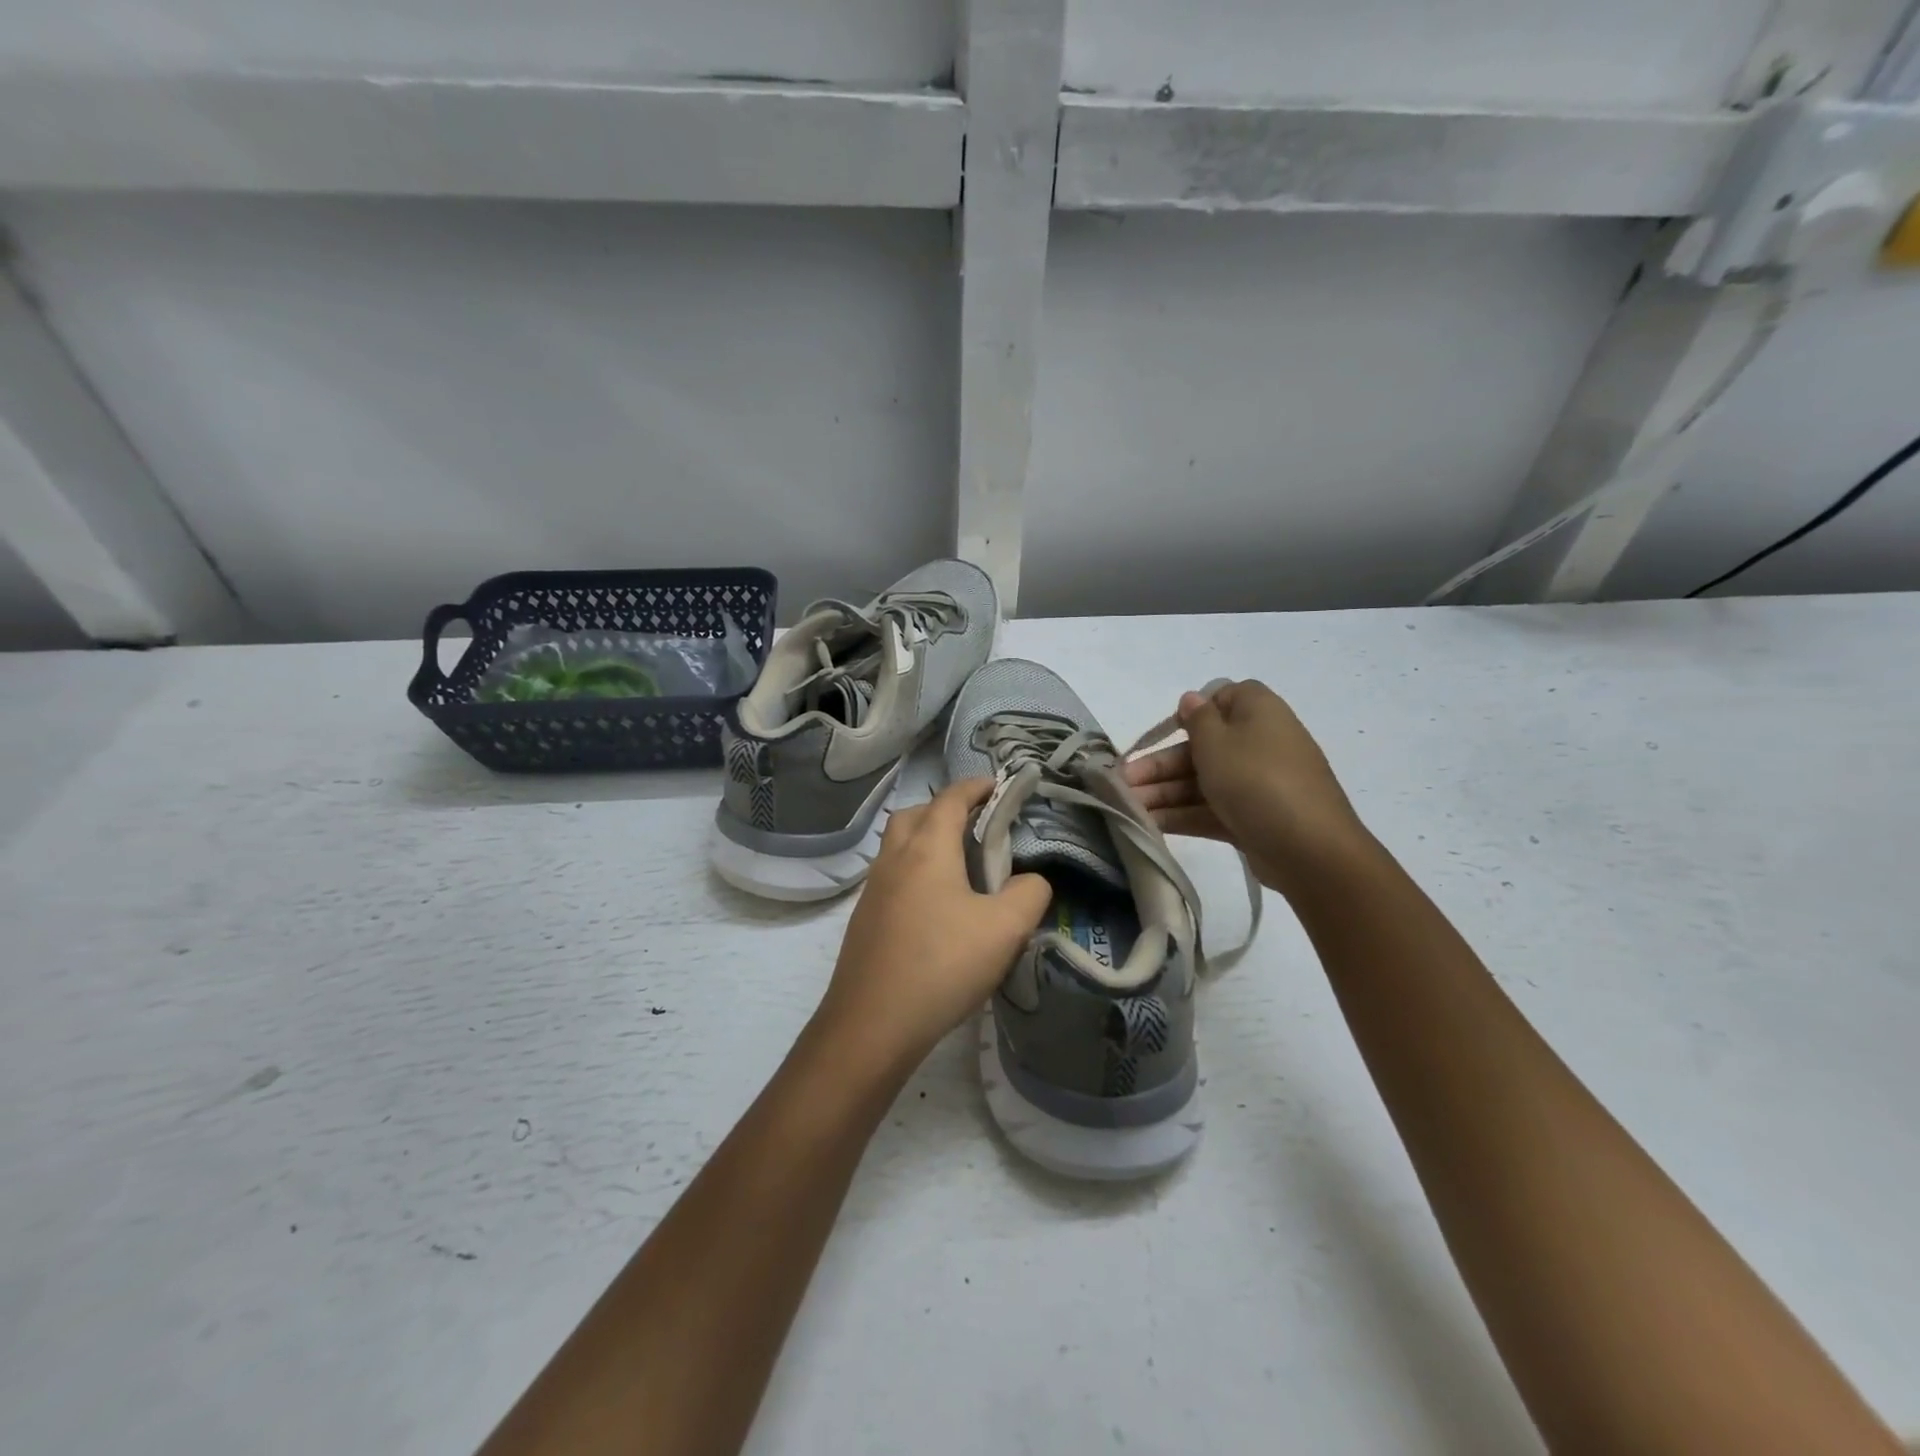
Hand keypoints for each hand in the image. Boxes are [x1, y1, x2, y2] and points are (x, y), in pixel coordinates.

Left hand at [816, 778, 1051, 1069]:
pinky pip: (892, 876)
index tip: (999, 786)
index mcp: (927, 848)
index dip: (976, 786)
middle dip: (946, 809)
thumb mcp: (1005, 929)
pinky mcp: (865, 919)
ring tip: (961, 866)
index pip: (951, 799)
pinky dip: (915, 871)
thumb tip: (1032, 881)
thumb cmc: (942, 965)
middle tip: (977, 826)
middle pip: (916, 814)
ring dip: (927, 840)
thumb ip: (1030, 894)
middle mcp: (894, 858)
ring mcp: (873, 889)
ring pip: (899, 845)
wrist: (872, 1024)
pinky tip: (937, 906)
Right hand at [1124, 679, 1368, 894]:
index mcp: (1258, 713)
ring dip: (1163, 792)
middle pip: (1202, 747)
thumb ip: (1197, 719)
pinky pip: (1212, 809)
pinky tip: (1148, 824)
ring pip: (1203, 781)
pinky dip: (1182, 814)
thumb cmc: (1256, 779)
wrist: (1309, 848)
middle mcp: (1260, 743)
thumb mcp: (1217, 742)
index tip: (1168, 731)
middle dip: (1160, 765)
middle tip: (1122, 782)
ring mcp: (1257, 784)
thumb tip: (1192, 698)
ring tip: (1126, 808)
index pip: (1224, 699)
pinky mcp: (1253, 818)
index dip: (1193, 713)